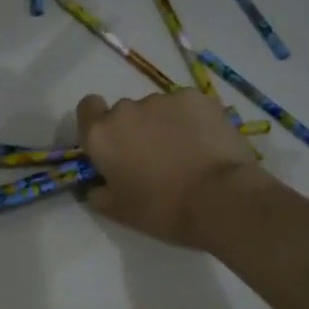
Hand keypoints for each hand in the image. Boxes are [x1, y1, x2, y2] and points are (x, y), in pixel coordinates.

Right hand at [76, 90, 267, 247]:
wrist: (220, 198)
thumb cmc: (162, 209)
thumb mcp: (118, 211)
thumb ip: (98, 192)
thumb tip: (97, 184)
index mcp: (101, 135)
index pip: (88, 108)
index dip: (98, 122)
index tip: (113, 143)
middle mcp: (126, 109)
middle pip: (125, 113)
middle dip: (136, 130)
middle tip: (155, 159)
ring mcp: (163, 99)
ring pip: (158, 109)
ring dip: (165, 125)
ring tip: (187, 154)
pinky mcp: (196, 97)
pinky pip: (187, 107)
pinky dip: (192, 121)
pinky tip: (207, 144)